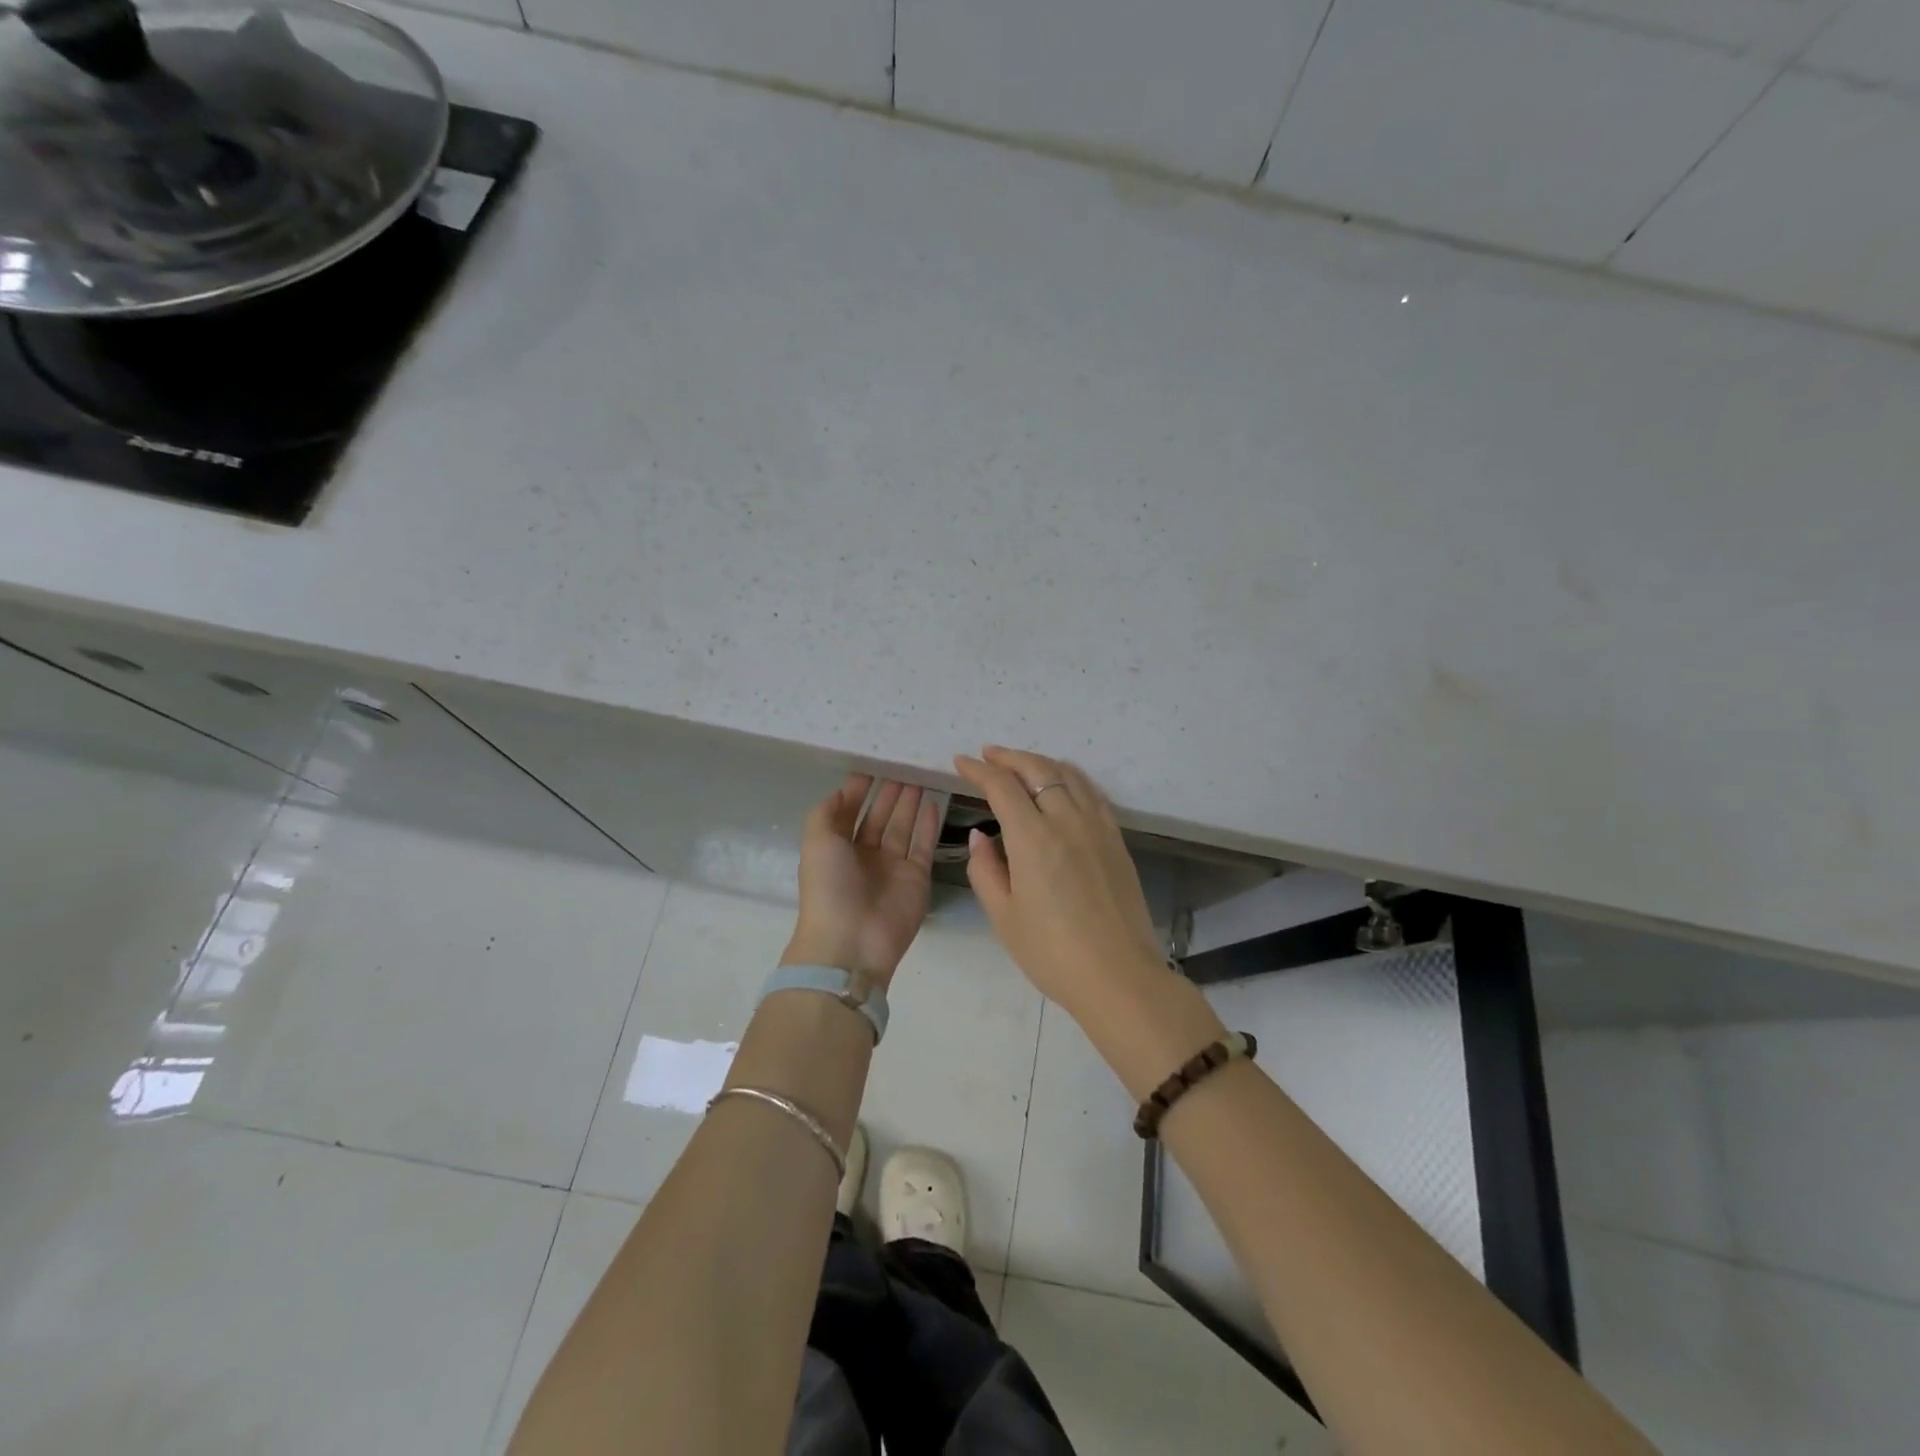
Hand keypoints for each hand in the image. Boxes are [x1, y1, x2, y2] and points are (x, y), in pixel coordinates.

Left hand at [783, 775, 940, 987]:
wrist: (852, 941)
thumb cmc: (829, 887)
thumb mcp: (816, 841)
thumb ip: (826, 812)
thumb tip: (842, 791)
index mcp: (836, 848)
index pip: (849, 812)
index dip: (859, 790)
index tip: (873, 764)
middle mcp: (864, 855)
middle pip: (879, 817)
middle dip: (889, 793)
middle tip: (903, 765)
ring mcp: (892, 867)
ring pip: (902, 827)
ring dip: (909, 803)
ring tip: (919, 776)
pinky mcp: (917, 877)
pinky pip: (923, 844)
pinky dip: (928, 824)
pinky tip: (933, 801)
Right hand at [953, 746, 1168, 1020]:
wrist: (1119, 976)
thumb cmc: (1052, 953)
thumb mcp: (1004, 917)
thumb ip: (985, 870)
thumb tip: (980, 837)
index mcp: (1033, 839)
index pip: (1002, 787)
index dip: (978, 770)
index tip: (962, 762)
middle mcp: (1067, 821)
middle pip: (1037, 770)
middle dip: (1009, 757)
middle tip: (988, 754)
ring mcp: (1097, 827)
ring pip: (1068, 775)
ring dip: (1040, 762)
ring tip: (1021, 763)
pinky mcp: (1116, 839)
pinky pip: (1091, 793)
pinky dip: (1070, 778)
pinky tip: (1062, 784)